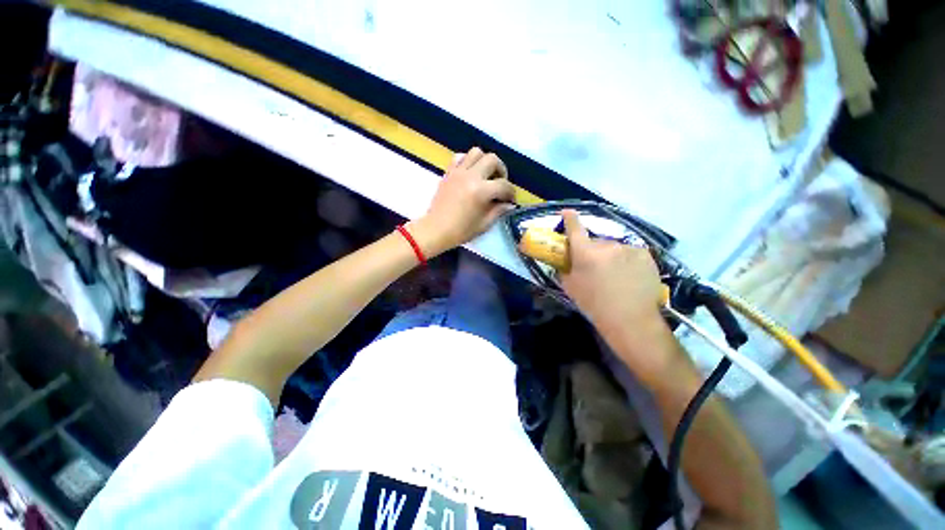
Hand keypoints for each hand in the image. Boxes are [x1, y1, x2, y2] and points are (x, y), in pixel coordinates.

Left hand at [414, 147, 515, 253]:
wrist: (435, 230)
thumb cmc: (460, 231)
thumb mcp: (484, 224)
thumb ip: (498, 211)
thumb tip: (508, 204)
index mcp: (481, 191)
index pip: (504, 185)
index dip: (511, 193)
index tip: (510, 200)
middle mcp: (471, 176)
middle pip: (492, 159)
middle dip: (501, 170)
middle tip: (500, 183)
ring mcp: (458, 172)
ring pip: (476, 152)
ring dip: (485, 161)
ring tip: (486, 175)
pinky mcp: (448, 173)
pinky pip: (460, 157)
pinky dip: (468, 161)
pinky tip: (470, 173)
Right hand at [558, 209, 666, 347]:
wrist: (630, 320)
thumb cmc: (594, 304)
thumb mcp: (570, 287)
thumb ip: (564, 269)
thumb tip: (563, 261)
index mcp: (585, 252)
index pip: (575, 228)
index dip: (569, 219)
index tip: (567, 213)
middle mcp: (607, 245)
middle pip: (595, 242)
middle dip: (592, 250)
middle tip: (593, 267)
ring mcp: (628, 248)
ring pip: (613, 248)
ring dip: (610, 256)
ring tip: (614, 275)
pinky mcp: (645, 254)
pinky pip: (630, 253)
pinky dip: (626, 260)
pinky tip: (629, 276)